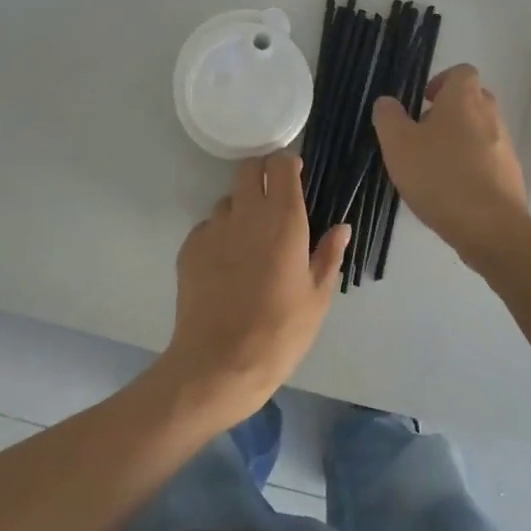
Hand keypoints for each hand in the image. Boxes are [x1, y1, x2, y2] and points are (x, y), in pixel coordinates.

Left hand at [158, 154, 350, 428]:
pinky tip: (226, 266)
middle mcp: (247, 214)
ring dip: (241, 208)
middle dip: (262, 173)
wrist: (218, 365)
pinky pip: (208, 227)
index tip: (295, 176)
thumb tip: (341, 228)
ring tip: (249, 241)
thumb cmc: (279, 333)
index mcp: (284, 220)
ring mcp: (214, 228)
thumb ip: (328, 256)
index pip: (281, 166)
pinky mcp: (190, 247)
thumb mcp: (317, 298)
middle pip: (249, 168)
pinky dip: (219, 235)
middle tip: (272, 198)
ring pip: (228, 200)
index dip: (288, 165)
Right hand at [372, 64, 528, 260]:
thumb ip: (388, 117)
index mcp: (464, 99)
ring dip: (459, 140)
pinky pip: (488, 159)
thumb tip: (388, 102)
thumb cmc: (440, 176)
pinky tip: (452, 190)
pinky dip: (471, 166)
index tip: (423, 102)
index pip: (461, 71)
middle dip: (449, 112)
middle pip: (472, 100)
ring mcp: (505, 146)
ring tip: (434, 167)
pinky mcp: (511, 175)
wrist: (490, 228)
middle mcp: (490, 115)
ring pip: (480, 130)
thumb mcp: (398, 144)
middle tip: (423, 134)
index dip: (441, 81)